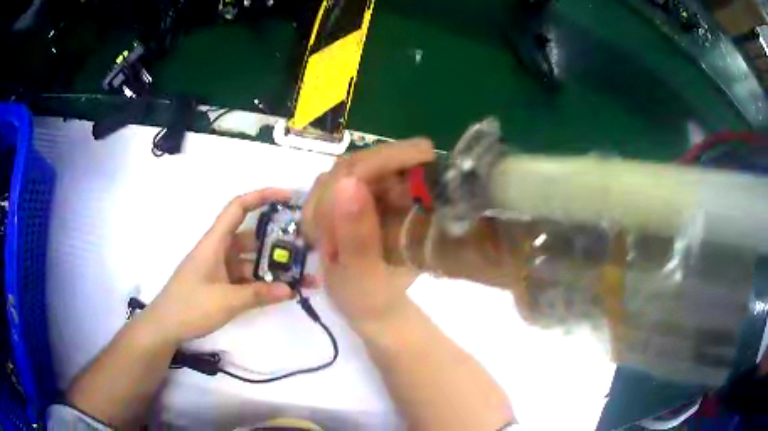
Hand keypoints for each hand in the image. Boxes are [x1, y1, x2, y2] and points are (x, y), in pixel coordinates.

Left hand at [145, 189, 295, 343]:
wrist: (166, 326)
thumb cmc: (191, 306)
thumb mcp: (226, 301)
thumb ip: (258, 294)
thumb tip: (291, 289)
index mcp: (215, 242)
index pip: (238, 208)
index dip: (262, 196)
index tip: (288, 197)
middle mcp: (219, 250)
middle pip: (251, 237)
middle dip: (277, 241)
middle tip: (306, 248)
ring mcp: (220, 268)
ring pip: (251, 261)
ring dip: (273, 268)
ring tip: (302, 277)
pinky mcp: (221, 284)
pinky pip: (246, 278)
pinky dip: (263, 283)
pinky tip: (282, 292)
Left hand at [303, 140, 434, 336]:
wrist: (378, 308)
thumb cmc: (368, 297)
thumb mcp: (361, 274)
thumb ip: (356, 236)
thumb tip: (352, 183)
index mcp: (317, 219)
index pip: (344, 175)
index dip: (381, 159)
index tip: (423, 153)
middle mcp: (325, 204)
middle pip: (356, 165)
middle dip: (393, 157)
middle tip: (430, 156)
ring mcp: (342, 202)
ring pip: (368, 168)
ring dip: (397, 164)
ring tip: (427, 165)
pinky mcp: (358, 205)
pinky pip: (377, 179)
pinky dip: (399, 175)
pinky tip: (418, 177)